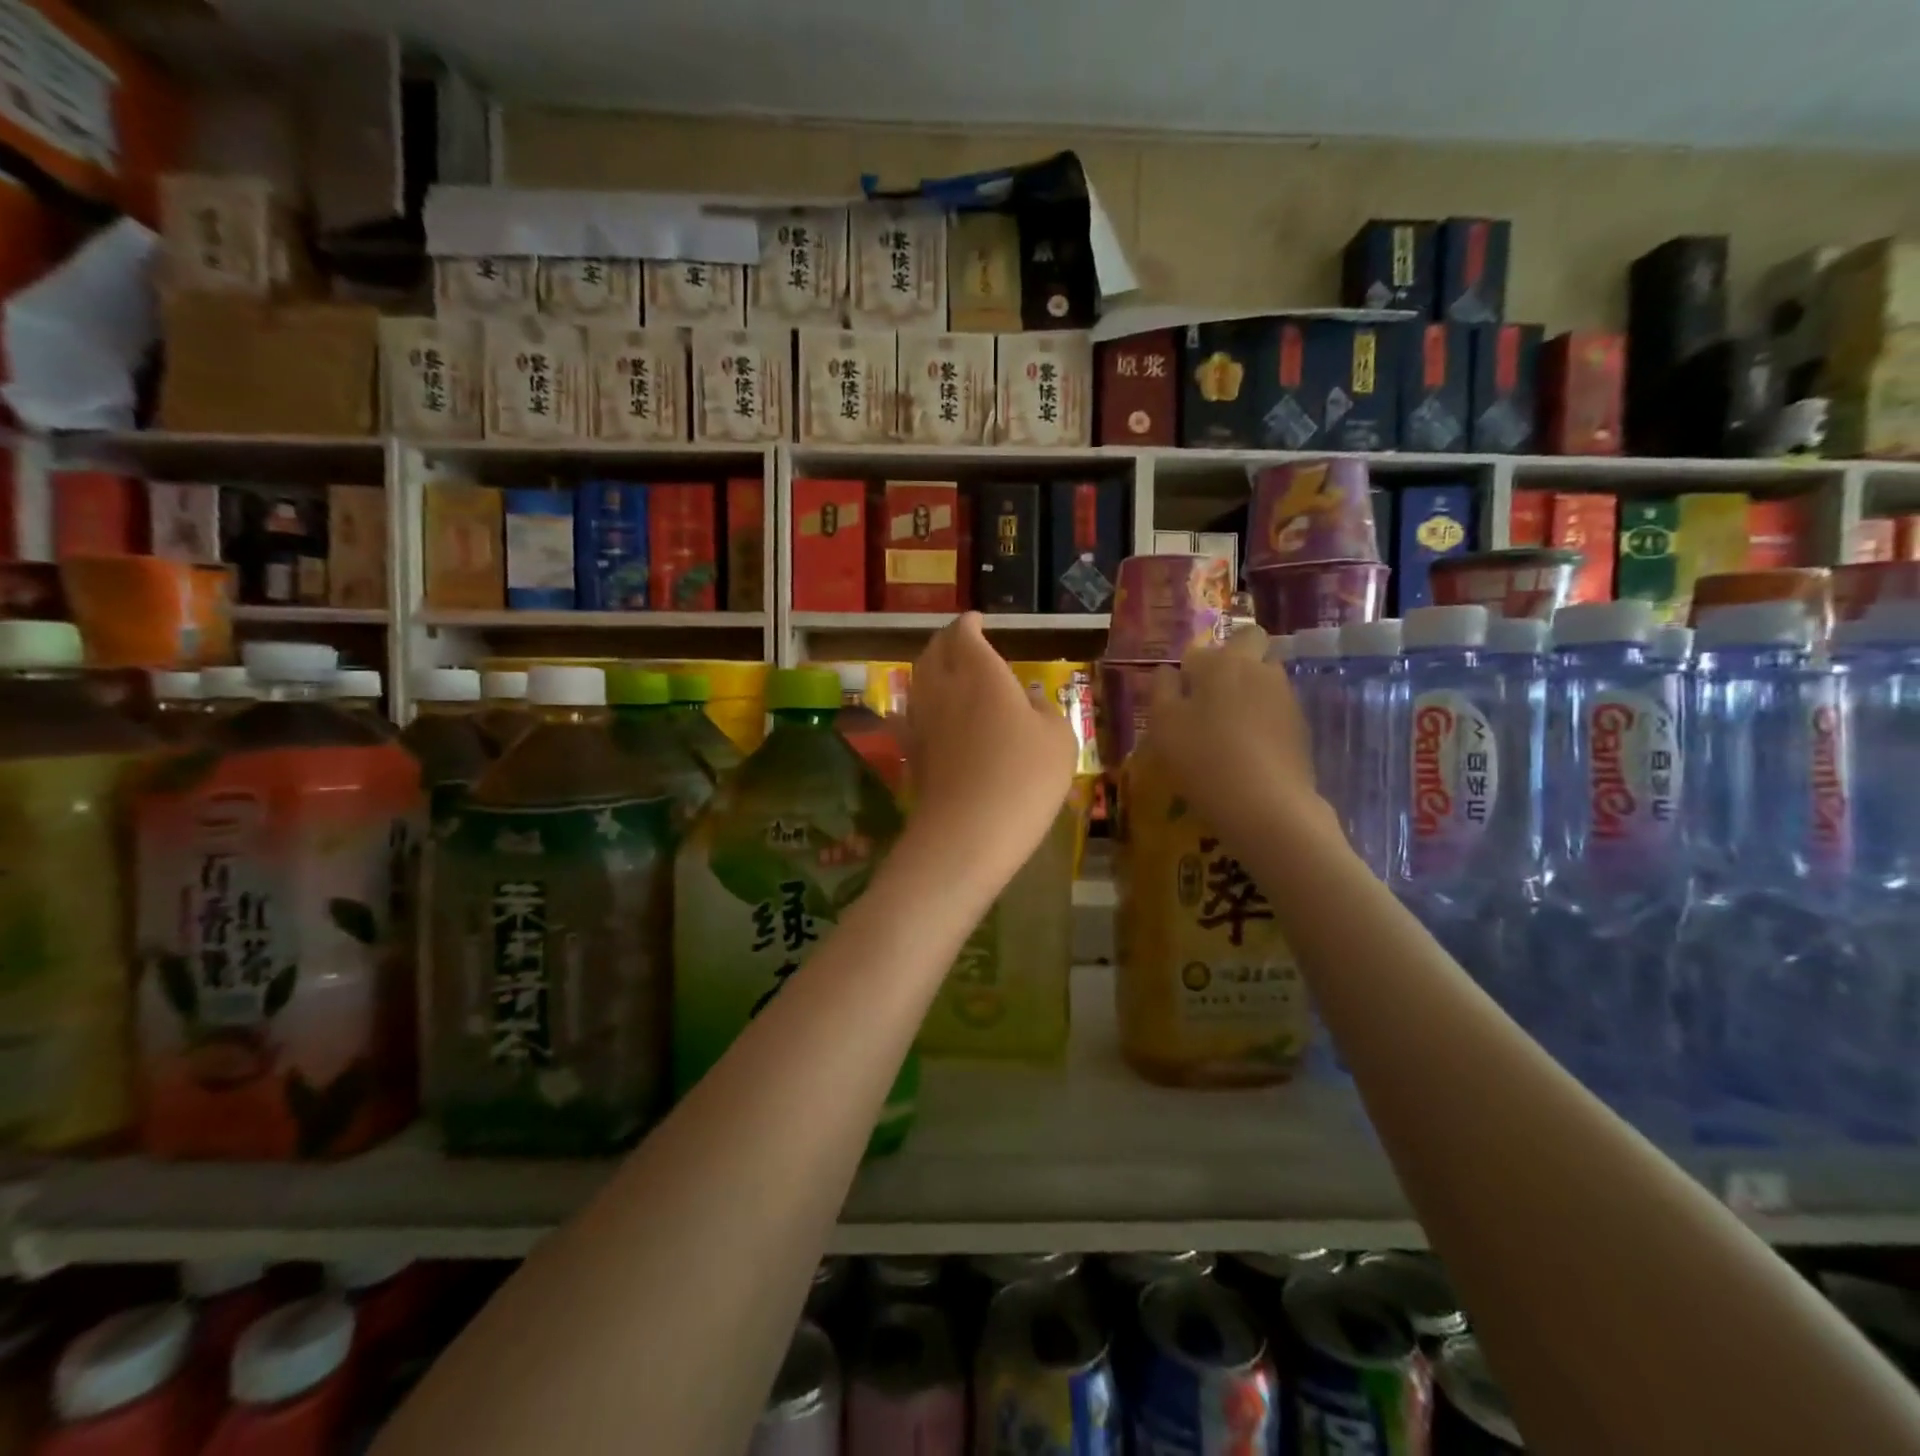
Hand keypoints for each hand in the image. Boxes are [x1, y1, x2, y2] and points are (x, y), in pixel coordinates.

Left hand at [902, 613, 1077, 861]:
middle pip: (934, 651)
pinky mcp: (910, 752)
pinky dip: (913, 708)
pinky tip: (916, 714)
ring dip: (929, 670)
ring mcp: (921, 719)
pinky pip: (906, 718)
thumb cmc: (1024, 777)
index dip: (970, 624)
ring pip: (918, 681)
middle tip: (960, 642)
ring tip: (944, 673)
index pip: (965, 633)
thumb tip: (1029, 700)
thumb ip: (1045, 710)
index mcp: (981, 673)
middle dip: (946, 641)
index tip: (977, 620)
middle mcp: (943, 687)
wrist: (968, 832)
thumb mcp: (1059, 739)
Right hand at [1144, 625, 1328, 839]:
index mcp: (1222, 662)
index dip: (1188, 671)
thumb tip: (1166, 671)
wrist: (1266, 805)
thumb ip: (1162, 690)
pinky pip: (1277, 709)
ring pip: (1266, 678)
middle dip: (1233, 660)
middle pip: (1249, 646)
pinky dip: (1264, 719)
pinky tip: (1249, 750)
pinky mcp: (1301, 726)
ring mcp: (1286, 696)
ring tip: (1229, 729)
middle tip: (1211, 697)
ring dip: (1249, 691)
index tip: (1178, 699)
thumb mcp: (1164, 725)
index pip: (1200, 650)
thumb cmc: (1203, 758)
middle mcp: (1259, 669)